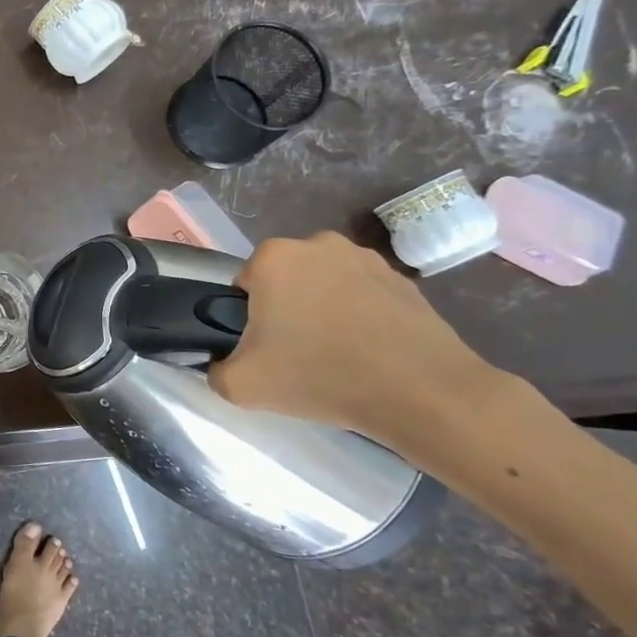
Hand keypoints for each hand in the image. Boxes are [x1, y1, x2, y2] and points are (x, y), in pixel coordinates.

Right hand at [210, 232, 499, 446]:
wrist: (421, 392)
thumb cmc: (320, 376)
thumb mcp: (240, 385)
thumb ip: (214, 369)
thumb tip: (222, 363)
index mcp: (273, 257)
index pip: (243, 287)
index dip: (248, 320)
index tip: (266, 349)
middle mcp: (317, 243)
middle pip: (284, 281)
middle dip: (286, 310)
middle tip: (298, 355)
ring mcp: (365, 257)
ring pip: (323, 285)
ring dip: (323, 310)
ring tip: (338, 355)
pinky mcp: (402, 278)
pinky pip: (362, 294)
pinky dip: (359, 316)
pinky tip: (369, 351)